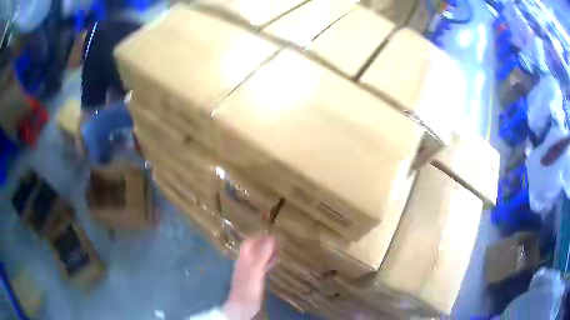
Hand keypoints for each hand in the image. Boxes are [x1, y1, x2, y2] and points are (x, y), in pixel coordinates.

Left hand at [222, 234, 275, 319]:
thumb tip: (271, 238)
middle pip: (253, 250)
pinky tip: (275, 261)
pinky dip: (268, 261)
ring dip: (267, 252)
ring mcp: (250, 271)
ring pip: (258, 257)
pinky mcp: (255, 279)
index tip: (269, 231)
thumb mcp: (255, 270)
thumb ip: (262, 255)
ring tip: (278, 247)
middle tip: (277, 239)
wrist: (243, 305)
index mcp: (243, 259)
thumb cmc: (248, 286)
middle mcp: (245, 263)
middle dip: (264, 243)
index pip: (248, 243)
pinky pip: (262, 266)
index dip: (257, 236)